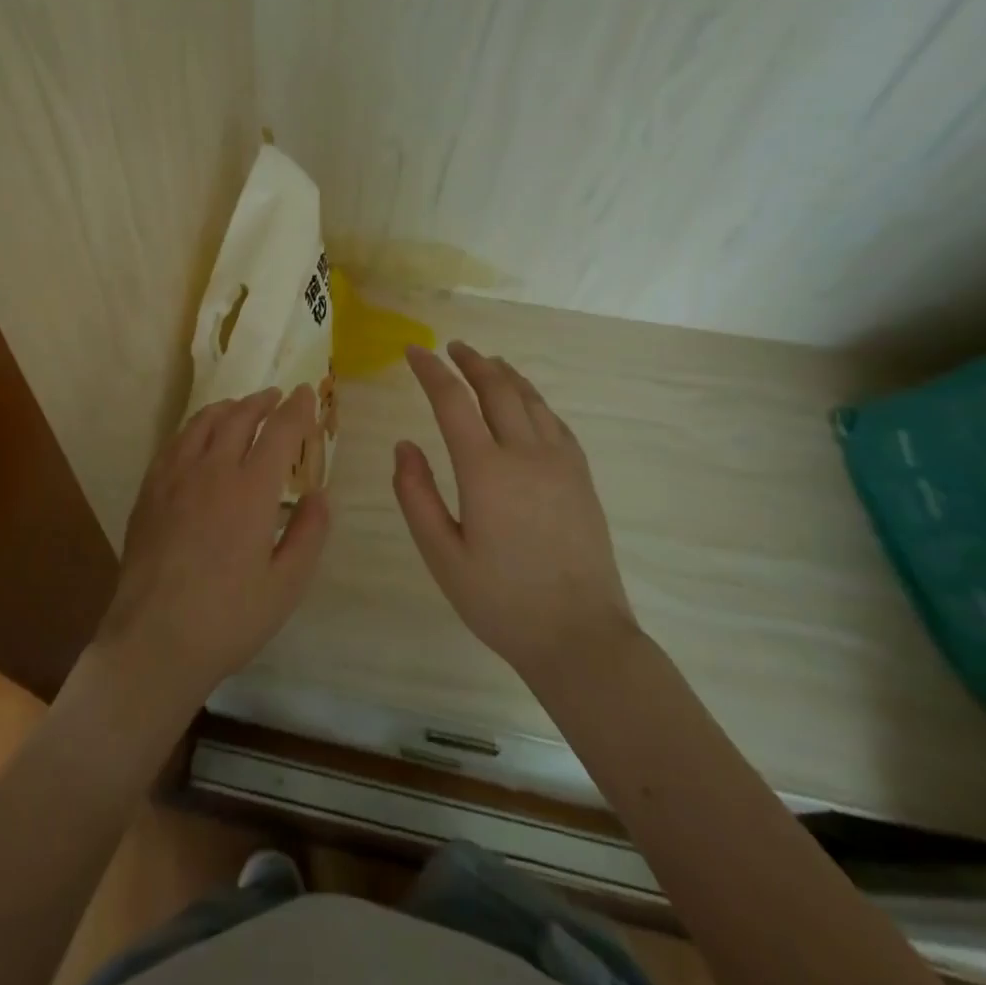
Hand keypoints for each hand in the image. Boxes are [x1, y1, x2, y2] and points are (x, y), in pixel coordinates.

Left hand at [94, 385, 330, 714]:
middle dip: (261, 401)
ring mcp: (175, 477)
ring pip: (203, 423)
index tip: (307, 393)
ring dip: (227, 408)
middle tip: (276, 396)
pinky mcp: (150, 490)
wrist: (154, 638)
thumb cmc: (229, 617)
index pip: (279, 431)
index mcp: (251, 490)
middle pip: (239, 417)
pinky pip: (176, 442)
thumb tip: (320, 493)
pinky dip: (195, 427)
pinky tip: (199, 437)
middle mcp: (213, 470)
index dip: (297, 408)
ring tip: (240, 407)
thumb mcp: (286, 585)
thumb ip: (309, 533)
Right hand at [393, 341, 635, 681]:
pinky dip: (534, 400)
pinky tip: (527, 402)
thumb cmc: (501, 601)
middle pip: (497, 388)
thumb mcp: (442, 556)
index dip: (431, 371)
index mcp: (486, 471)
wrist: (580, 637)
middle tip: (450, 347)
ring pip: (531, 400)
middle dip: (471, 362)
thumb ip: (416, 495)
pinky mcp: (581, 478)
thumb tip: (404, 445)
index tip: (413, 351)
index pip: (453, 401)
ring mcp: (560, 464)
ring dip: (504, 374)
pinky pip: (556, 422)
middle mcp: (526, 455)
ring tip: (486, 361)